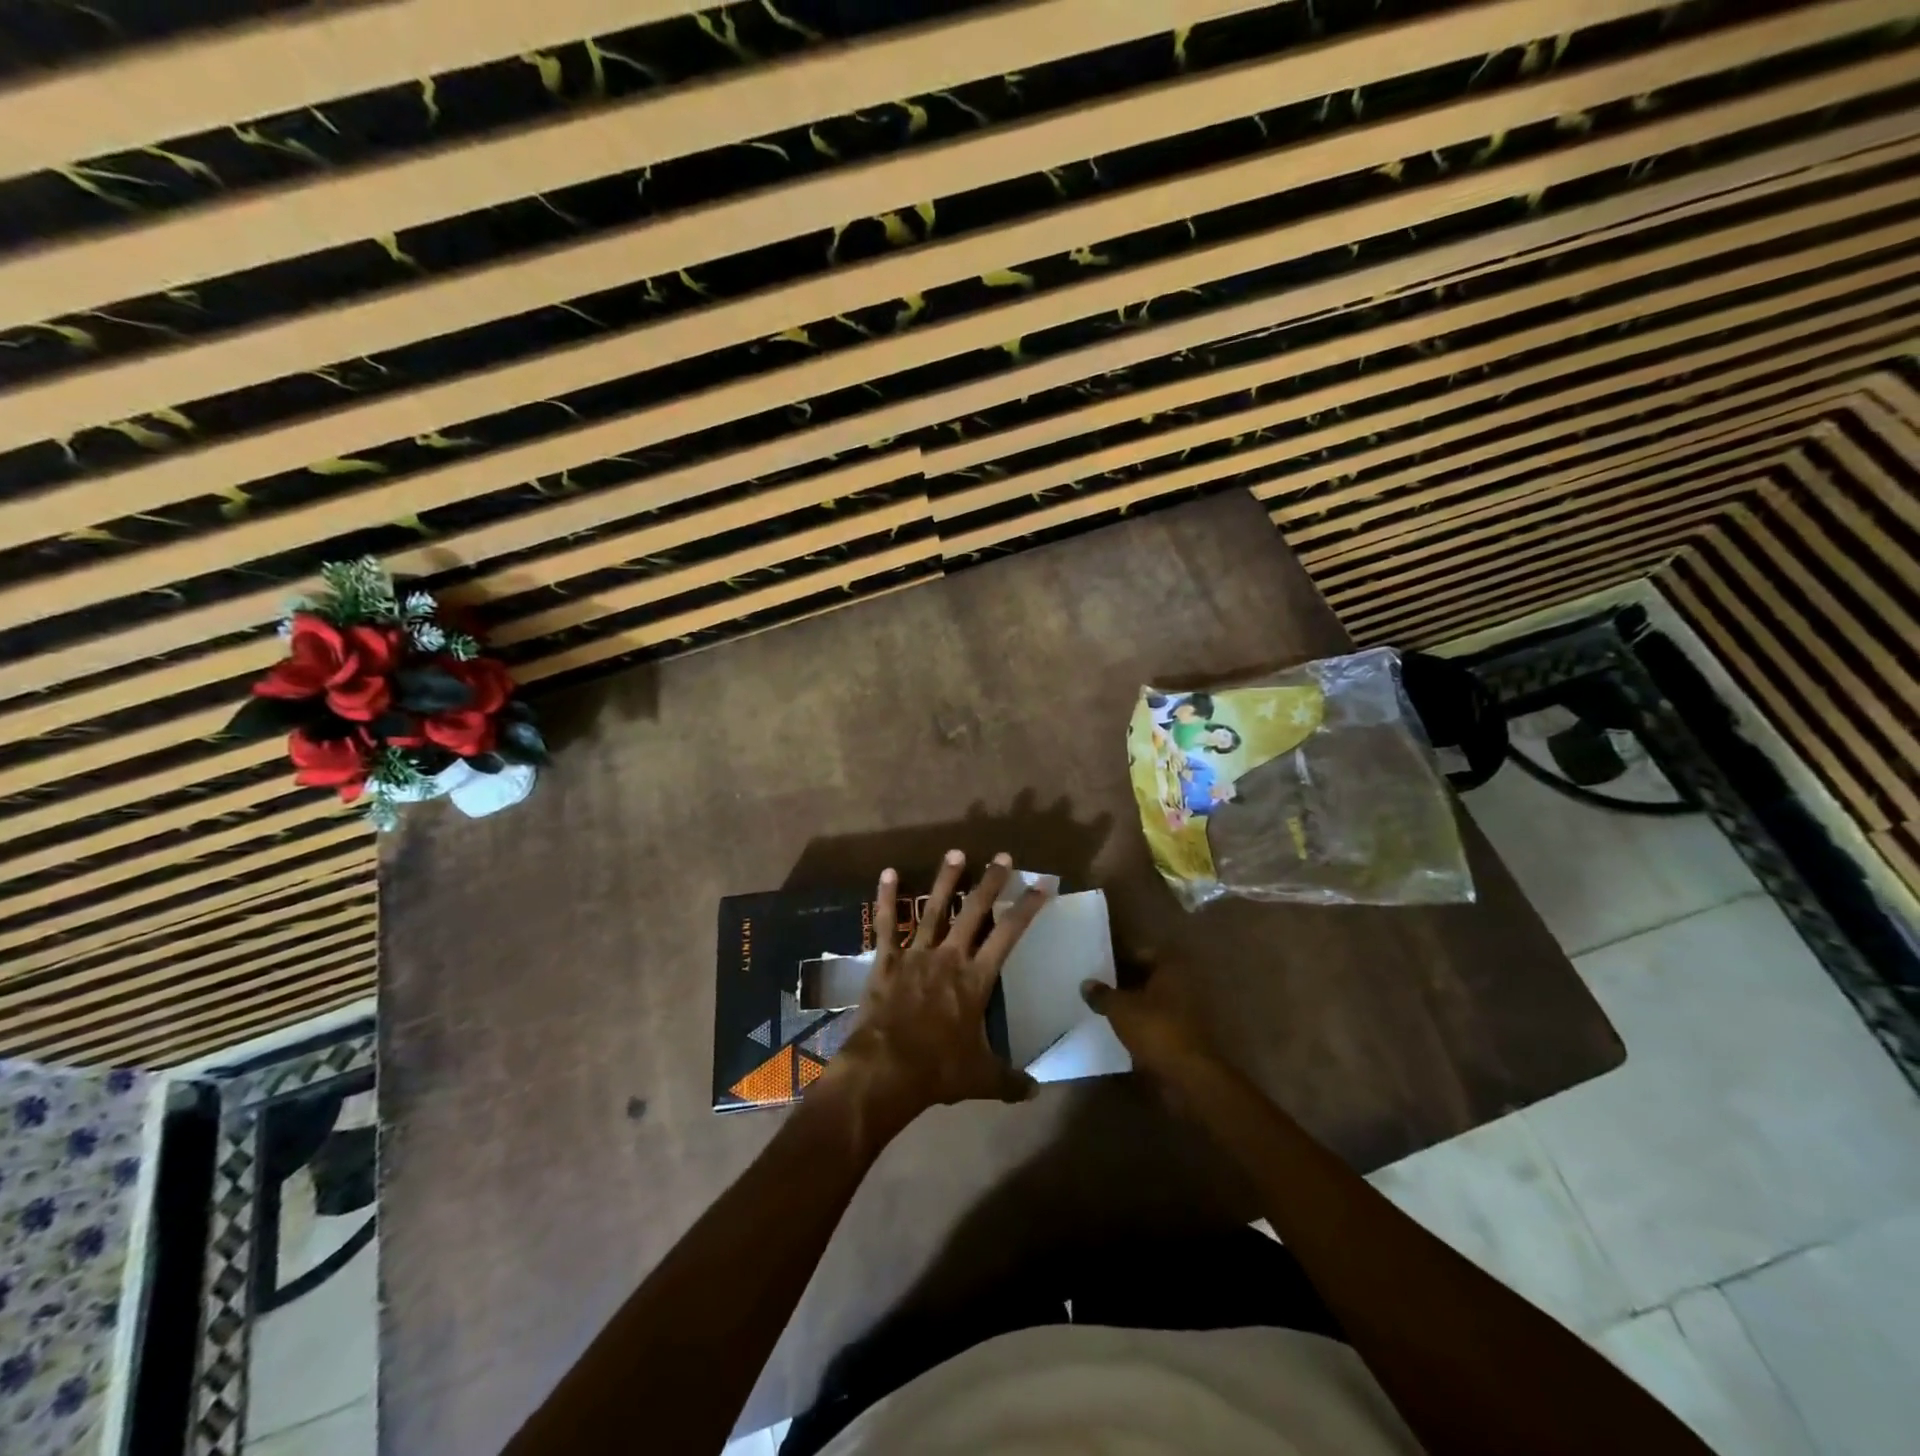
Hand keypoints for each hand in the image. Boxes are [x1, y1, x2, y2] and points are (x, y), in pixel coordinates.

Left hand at [818, 850, 1051, 1138]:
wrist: (886, 1069)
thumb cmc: (938, 1070)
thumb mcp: (982, 1078)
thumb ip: (1010, 1080)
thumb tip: (1037, 1092)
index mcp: (976, 979)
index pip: (1009, 934)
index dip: (1027, 908)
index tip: (1042, 884)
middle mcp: (949, 957)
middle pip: (974, 912)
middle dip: (991, 883)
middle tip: (1002, 857)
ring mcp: (915, 955)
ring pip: (934, 909)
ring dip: (946, 880)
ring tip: (956, 852)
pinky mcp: (886, 961)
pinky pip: (886, 925)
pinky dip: (886, 899)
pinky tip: (887, 873)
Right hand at [1080, 958, 1216, 1081]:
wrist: (1188, 1076)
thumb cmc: (1155, 1029)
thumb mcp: (1120, 1008)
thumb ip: (1102, 994)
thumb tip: (1087, 984)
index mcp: (1170, 969)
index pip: (1142, 953)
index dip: (1120, 958)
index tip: (1100, 965)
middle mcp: (1182, 985)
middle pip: (1148, 977)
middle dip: (1125, 981)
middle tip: (1099, 986)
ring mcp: (1185, 1012)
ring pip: (1152, 1000)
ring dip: (1133, 1004)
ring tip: (1105, 1008)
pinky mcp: (1183, 1036)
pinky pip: (1157, 1021)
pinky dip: (1141, 1023)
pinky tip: (1121, 1029)